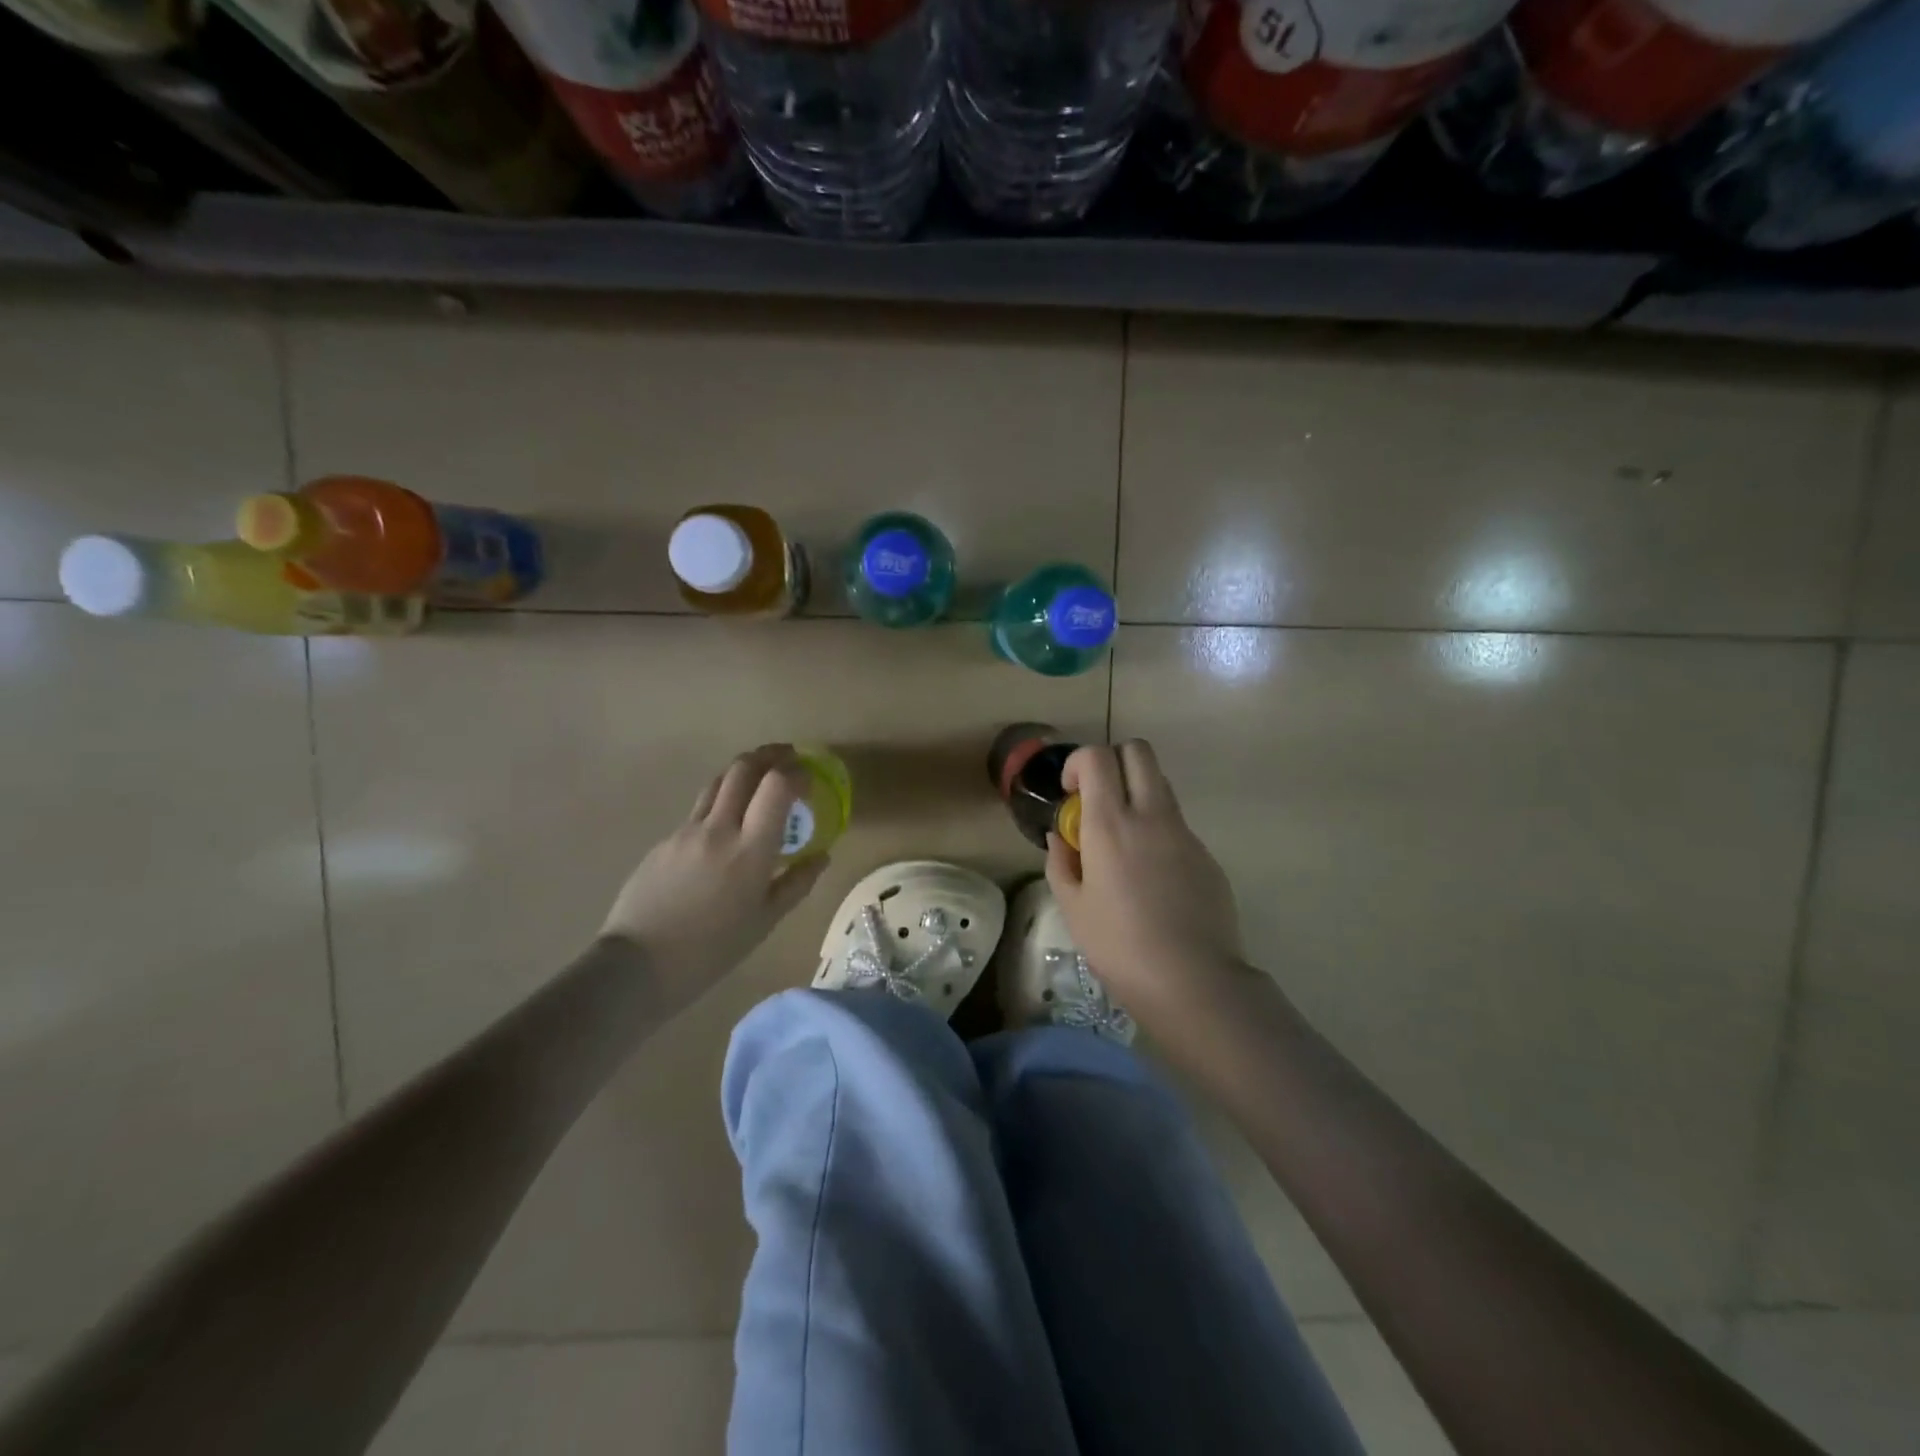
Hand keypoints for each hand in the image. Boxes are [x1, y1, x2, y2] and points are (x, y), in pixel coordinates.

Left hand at [601, 744, 829, 1002]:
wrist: (637, 966)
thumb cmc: (711, 951)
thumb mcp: (764, 922)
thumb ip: (796, 883)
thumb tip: (821, 856)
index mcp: (750, 850)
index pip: (776, 786)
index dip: (796, 772)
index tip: (809, 776)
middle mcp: (718, 828)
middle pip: (743, 769)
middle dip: (769, 755)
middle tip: (787, 756)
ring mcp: (686, 831)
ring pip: (717, 782)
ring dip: (743, 770)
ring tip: (759, 776)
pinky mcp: (665, 841)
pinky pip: (699, 810)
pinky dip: (721, 802)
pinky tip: (726, 824)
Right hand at [1046, 739, 1246, 1025]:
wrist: (1193, 980)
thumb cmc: (1119, 946)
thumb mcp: (1072, 907)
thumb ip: (1061, 862)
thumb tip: (1061, 837)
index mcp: (1110, 824)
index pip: (1098, 756)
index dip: (1079, 763)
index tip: (1072, 793)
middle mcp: (1151, 815)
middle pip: (1138, 751)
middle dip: (1113, 761)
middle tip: (1098, 800)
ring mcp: (1185, 833)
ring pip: (1161, 784)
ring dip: (1137, 794)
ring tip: (1124, 842)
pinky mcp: (1207, 855)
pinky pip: (1178, 824)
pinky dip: (1159, 831)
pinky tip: (1153, 879)